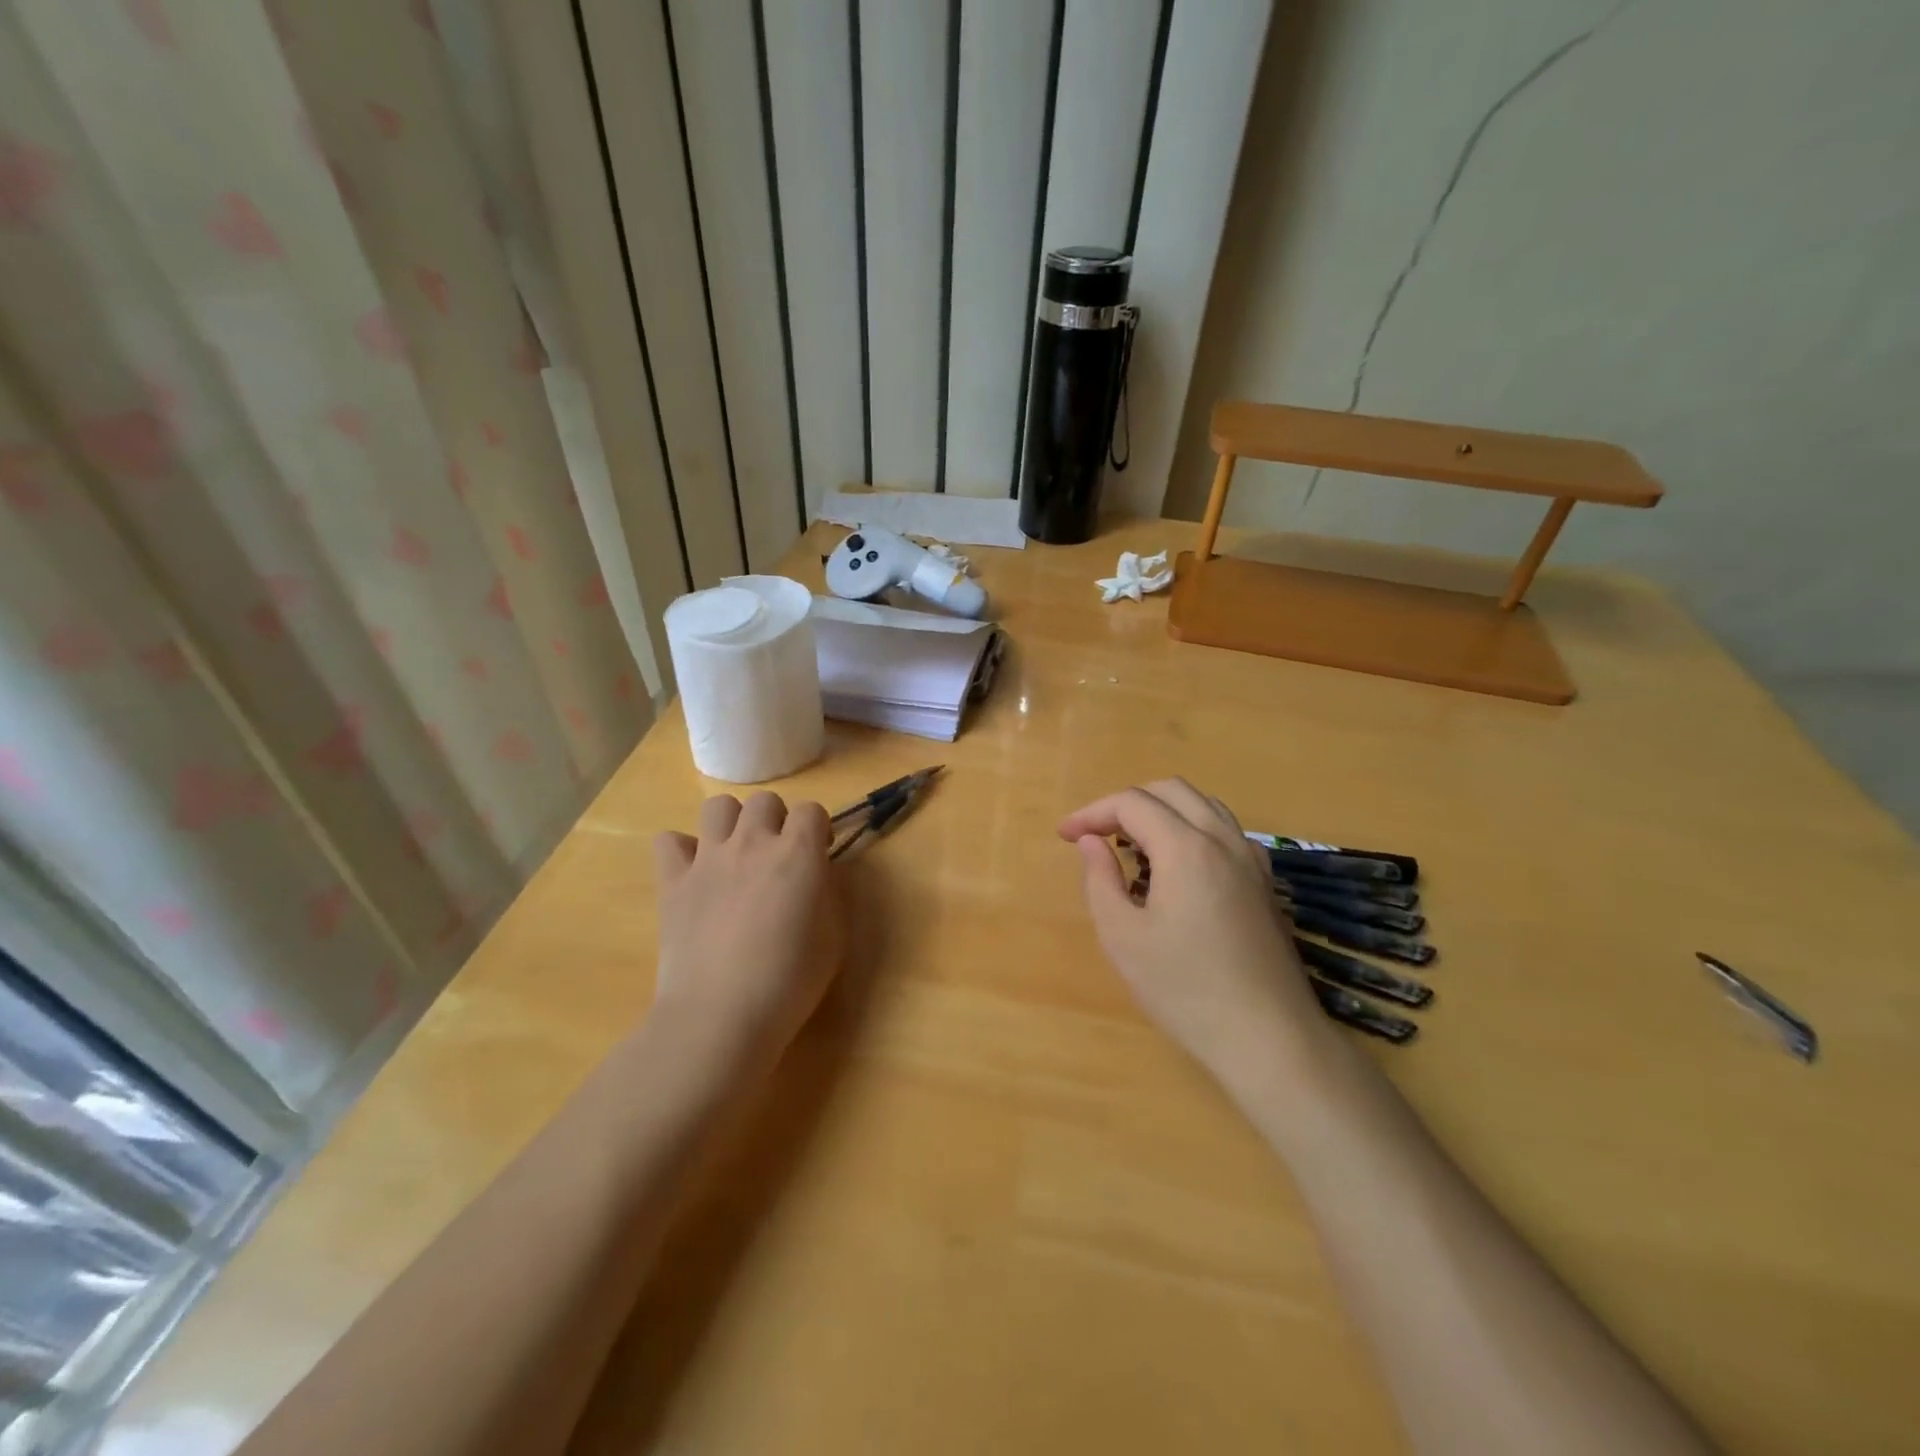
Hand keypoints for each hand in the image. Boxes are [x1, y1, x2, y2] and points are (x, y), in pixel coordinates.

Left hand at [651, 792, 843, 1067]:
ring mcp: (708, 859)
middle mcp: (752, 843)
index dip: (817, 830)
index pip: (812, 811)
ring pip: (717, 807)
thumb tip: (815, 875)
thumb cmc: (790, 980)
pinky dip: (682, 851)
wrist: (722, 1014)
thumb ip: (826, 893)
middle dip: (776, 821)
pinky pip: (669, 841)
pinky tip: (694, 875)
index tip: (818, 856)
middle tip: (777, 857)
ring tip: (736, 855)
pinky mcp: (672, 881)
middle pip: (765, 801)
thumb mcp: (834, 936)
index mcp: (798, 853)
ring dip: (731, 824)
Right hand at [1059, 779, 1329, 1082]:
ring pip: (1202, 804)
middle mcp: (1223, 840)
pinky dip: (1190, 827)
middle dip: (1126, 803)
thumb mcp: (1122, 937)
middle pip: (1170, 791)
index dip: (1092, 812)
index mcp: (1187, 848)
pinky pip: (1223, 830)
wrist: (1268, 1037)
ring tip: (1131, 845)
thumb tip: (1090, 841)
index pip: (1132, 803)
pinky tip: (1175, 865)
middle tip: (1096, 835)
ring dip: (1161, 810)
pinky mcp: (1263, 881)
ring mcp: (1251, 859)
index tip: (1064, 836)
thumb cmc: (1185, 989)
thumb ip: (1100, 879)